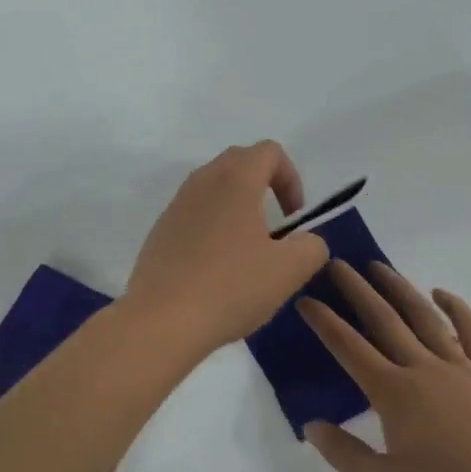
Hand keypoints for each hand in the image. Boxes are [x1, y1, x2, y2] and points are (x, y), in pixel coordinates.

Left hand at [124, 142, 329, 356]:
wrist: (161, 320)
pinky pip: (192, 213)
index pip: (268, 151)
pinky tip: (216, 266)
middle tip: (274, 226)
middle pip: (238, 162)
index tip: (294, 217)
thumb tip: (306, 241)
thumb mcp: (289, 271)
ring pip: (212, 187)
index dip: (291, 177)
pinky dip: (211, 225)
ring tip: (246, 248)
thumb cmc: (231, 288)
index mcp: (235, 181)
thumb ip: (311, 247)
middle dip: (263, 184)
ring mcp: (175, 206)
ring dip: (235, 205)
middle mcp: (202, 183)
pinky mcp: (159, 231)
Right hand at [299, 262, 470, 471]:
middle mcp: (422, 369)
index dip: (324, 322)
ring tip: (379, 266)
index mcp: (393, 393)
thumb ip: (344, 453)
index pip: (348, 347)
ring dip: (400, 288)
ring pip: (424, 317)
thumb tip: (311, 424)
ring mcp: (460, 368)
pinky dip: (456, 309)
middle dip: (357, 290)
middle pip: (384, 320)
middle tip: (337, 264)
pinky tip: (442, 295)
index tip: (305, 299)